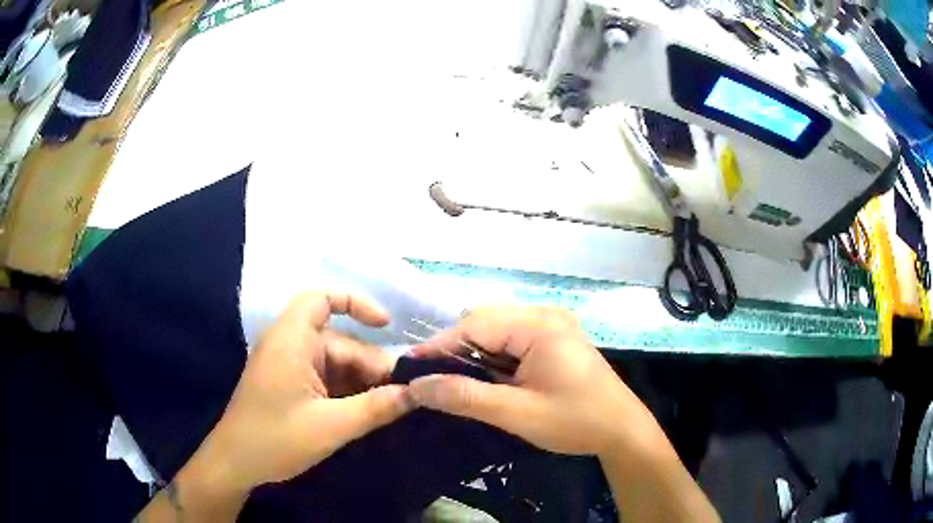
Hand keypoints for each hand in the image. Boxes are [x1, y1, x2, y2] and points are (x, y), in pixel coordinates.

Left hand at [196, 292, 413, 491]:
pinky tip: (367, 412)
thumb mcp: (331, 426)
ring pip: (336, 364)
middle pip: (341, 342)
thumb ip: (376, 407)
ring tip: (391, 408)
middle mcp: (290, 345)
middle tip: (404, 395)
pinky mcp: (290, 385)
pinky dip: (347, 392)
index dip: (356, 304)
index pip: (322, 300)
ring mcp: (289, 366)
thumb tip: (417, 392)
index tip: (387, 326)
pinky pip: (326, 379)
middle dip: (371, 366)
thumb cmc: (275, 440)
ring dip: (362, 383)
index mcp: (292, 340)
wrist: (235, 464)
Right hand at [407, 306, 657, 455]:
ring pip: (497, 329)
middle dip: (455, 348)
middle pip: (485, 321)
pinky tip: (483, 376)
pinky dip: (492, 356)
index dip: (439, 345)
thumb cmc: (574, 421)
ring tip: (450, 379)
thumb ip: (466, 397)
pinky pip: (513, 339)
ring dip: (473, 352)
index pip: (475, 325)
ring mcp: (553, 325)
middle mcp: (545, 315)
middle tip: (430, 377)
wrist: (621, 431)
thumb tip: (417, 386)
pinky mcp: (555, 339)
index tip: (408, 366)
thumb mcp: (516, 413)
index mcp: (539, 325)